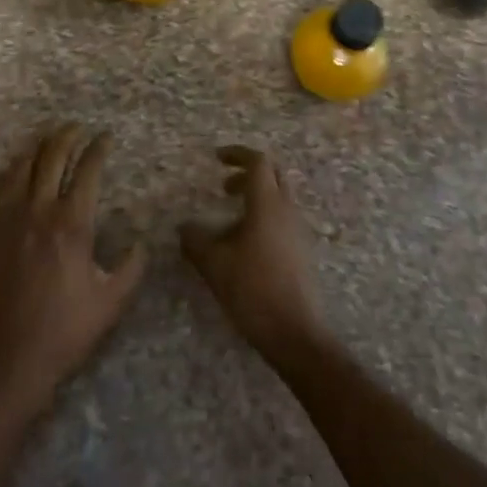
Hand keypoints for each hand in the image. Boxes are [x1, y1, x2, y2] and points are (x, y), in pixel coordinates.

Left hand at [0, 124, 147, 415]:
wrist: (5, 358)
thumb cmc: (63, 331)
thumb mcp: (111, 302)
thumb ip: (132, 266)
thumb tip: (140, 240)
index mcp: (72, 223)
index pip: (88, 169)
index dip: (98, 148)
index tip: (105, 137)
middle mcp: (38, 209)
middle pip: (52, 156)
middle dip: (67, 135)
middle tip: (77, 127)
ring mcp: (5, 217)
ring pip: (20, 164)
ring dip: (37, 145)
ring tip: (47, 137)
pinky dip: (6, 170)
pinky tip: (12, 169)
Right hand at [180, 146, 327, 364]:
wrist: (295, 333)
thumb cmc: (253, 290)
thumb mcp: (214, 264)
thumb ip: (196, 241)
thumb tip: (184, 227)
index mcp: (267, 204)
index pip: (258, 162)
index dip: (237, 154)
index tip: (217, 158)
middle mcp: (287, 210)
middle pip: (273, 175)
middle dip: (247, 173)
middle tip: (223, 187)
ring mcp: (298, 231)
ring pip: (279, 198)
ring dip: (255, 198)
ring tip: (229, 219)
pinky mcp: (301, 251)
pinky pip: (282, 220)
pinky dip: (263, 218)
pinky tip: (244, 244)